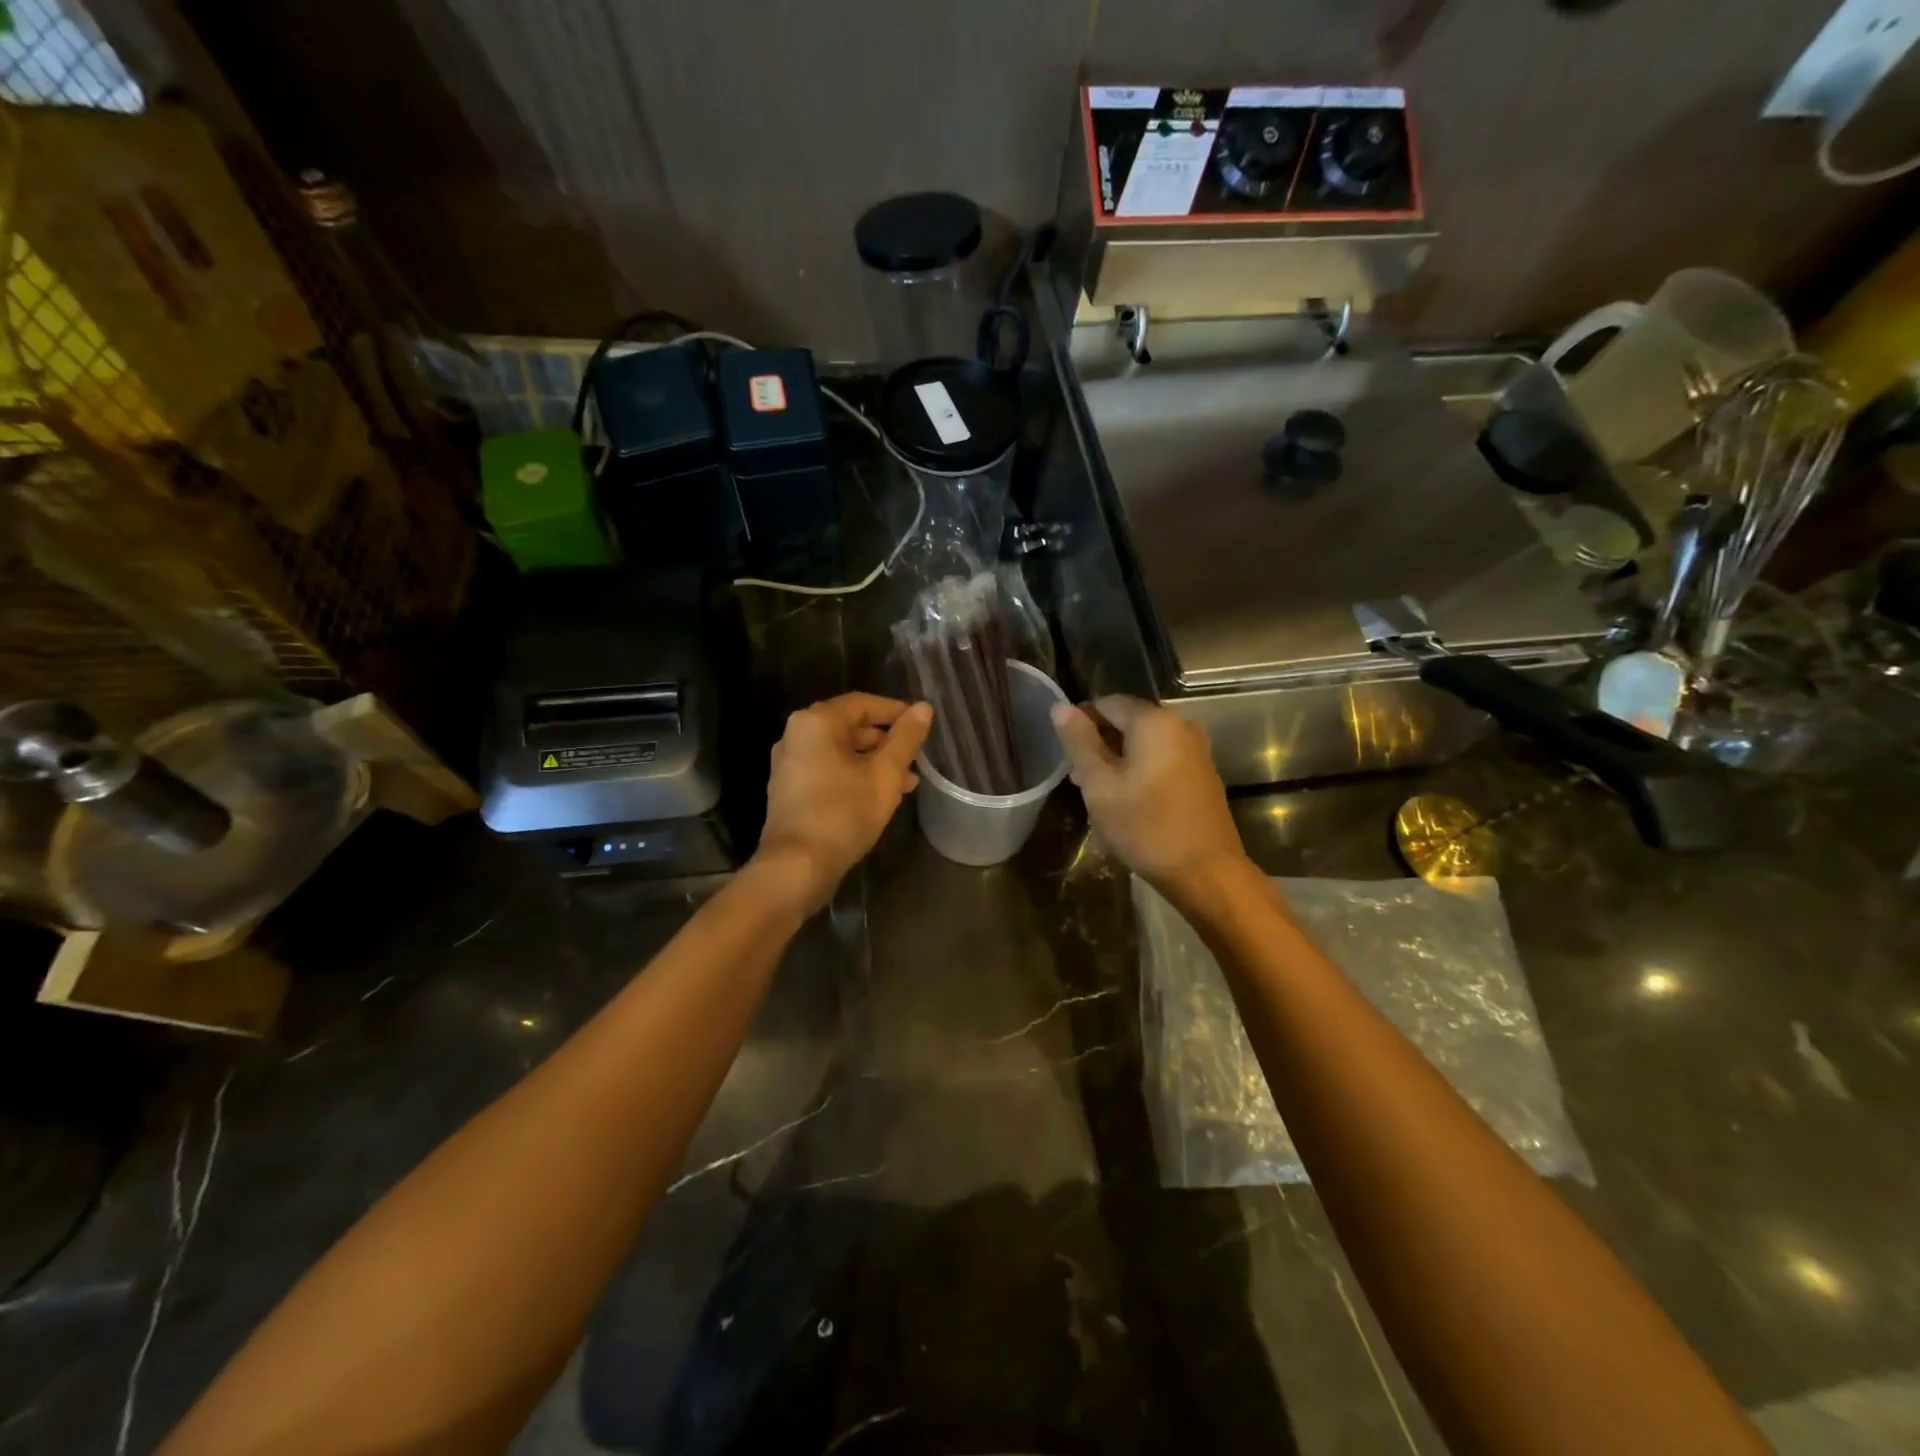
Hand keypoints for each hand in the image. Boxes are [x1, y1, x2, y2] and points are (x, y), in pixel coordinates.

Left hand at [753, 693, 932, 913]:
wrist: (797, 866)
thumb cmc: (844, 813)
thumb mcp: (885, 774)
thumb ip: (906, 739)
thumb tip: (924, 708)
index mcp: (817, 721)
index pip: (864, 703)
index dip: (896, 712)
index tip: (922, 725)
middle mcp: (796, 734)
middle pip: (850, 726)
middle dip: (886, 741)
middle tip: (916, 757)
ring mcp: (789, 763)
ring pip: (840, 751)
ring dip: (873, 761)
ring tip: (907, 782)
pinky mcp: (789, 789)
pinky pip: (827, 769)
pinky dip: (853, 775)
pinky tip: (878, 795)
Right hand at [1051, 696, 1248, 896]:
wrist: (1206, 872)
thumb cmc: (1146, 826)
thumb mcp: (1099, 785)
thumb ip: (1079, 742)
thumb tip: (1059, 707)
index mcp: (1154, 721)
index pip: (1106, 703)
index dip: (1080, 722)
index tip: (1064, 753)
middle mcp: (1180, 725)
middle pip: (1127, 721)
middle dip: (1098, 743)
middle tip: (1077, 777)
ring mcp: (1196, 750)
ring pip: (1144, 742)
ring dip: (1118, 759)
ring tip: (1097, 792)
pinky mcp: (1202, 774)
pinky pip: (1162, 758)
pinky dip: (1140, 769)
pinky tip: (1127, 799)